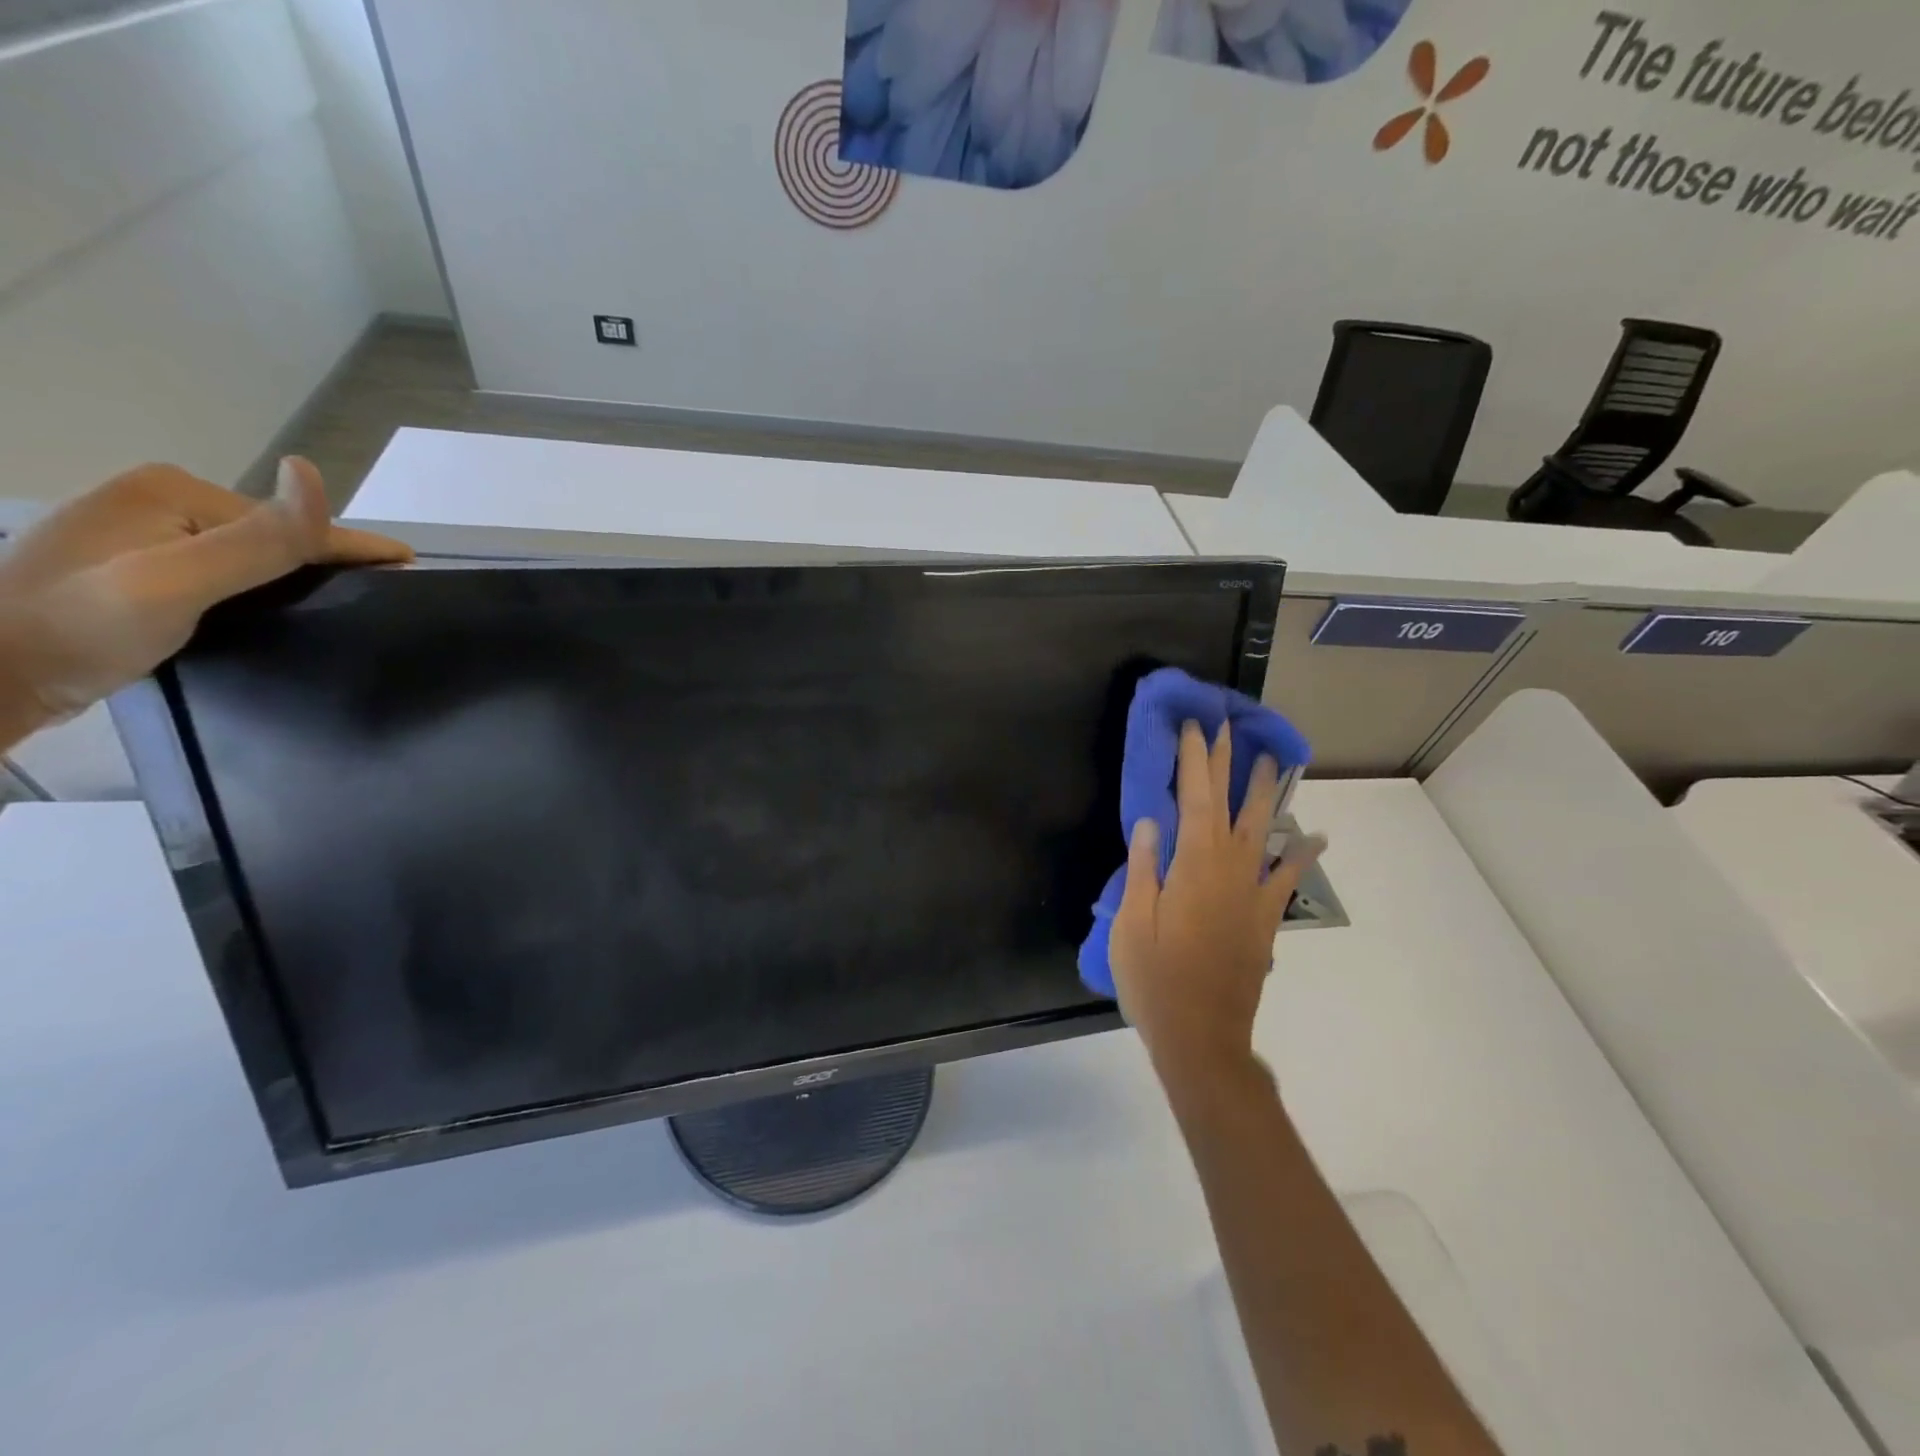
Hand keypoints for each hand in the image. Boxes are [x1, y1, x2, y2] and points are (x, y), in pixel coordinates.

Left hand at [0, 459, 410, 745]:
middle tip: (383, 599)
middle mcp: (158, 500)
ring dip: (293, 578)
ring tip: (342, 608)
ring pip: (247, 556)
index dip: (355, 548)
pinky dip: (258, 590)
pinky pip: (221, 573)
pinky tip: (271, 611)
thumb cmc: (77, 628)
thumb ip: (255, 539)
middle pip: (271, 536)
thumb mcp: (175, 582)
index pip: (290, 522)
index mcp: (172, 491)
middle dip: (325, 563)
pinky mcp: (131, 569)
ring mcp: (141, 534)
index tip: (412, 566)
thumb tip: (313, 474)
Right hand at [1109, 720, 1326, 1074]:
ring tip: (1273, 761)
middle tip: (1229, 728)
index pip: (1195, 799)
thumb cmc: (1155, 980)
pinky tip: (1313, 835)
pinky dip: (1301, 854)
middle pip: (1230, 806)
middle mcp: (1229, 871)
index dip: (1195, 761)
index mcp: (1193, 867)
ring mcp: (1252, 895)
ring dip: (1266, 793)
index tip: (1194, 727)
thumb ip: (1144, 869)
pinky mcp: (1264, 919)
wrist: (1202, 1038)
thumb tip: (1151, 821)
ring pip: (1262, 832)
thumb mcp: (1131, 925)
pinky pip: (1286, 878)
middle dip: (1228, 764)